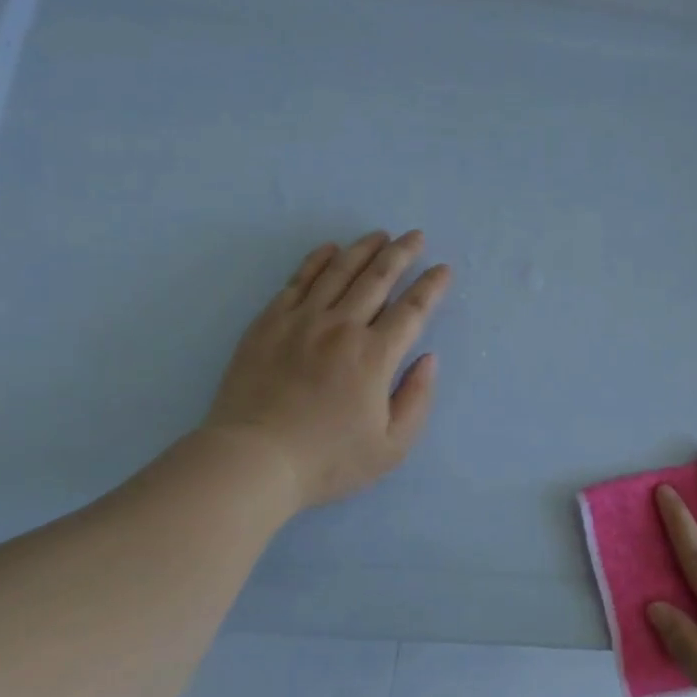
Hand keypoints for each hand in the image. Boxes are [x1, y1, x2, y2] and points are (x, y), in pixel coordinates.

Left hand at [204, 230, 450, 509]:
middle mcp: (342, 327)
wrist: (253, 460)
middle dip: (401, 254)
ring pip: (339, 272)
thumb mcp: (390, 447)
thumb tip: (429, 359)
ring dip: (363, 249)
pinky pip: (298, 281)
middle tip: (415, 236)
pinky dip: (317, 261)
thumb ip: (417, 399)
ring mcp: (302, 321)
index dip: (431, 286)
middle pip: (378, 278)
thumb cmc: (327, 460)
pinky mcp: (269, 323)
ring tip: (379, 235)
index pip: (412, 310)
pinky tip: (329, 250)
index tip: (443, 269)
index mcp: (375, 356)